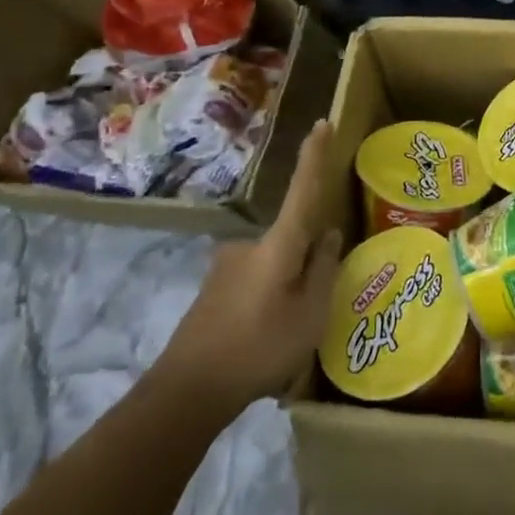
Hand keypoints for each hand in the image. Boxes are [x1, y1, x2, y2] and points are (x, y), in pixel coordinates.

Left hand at [151, 119, 343, 408]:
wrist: (185, 392)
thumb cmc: (258, 348)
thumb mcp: (310, 315)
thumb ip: (323, 271)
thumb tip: (330, 235)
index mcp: (278, 245)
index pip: (302, 190)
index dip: (313, 156)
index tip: (321, 122)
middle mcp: (249, 245)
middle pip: (290, 240)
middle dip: (304, 263)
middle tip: (310, 307)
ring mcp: (225, 267)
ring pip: (271, 266)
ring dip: (282, 288)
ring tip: (284, 337)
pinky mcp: (212, 290)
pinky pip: (252, 285)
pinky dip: (263, 304)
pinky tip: (260, 344)